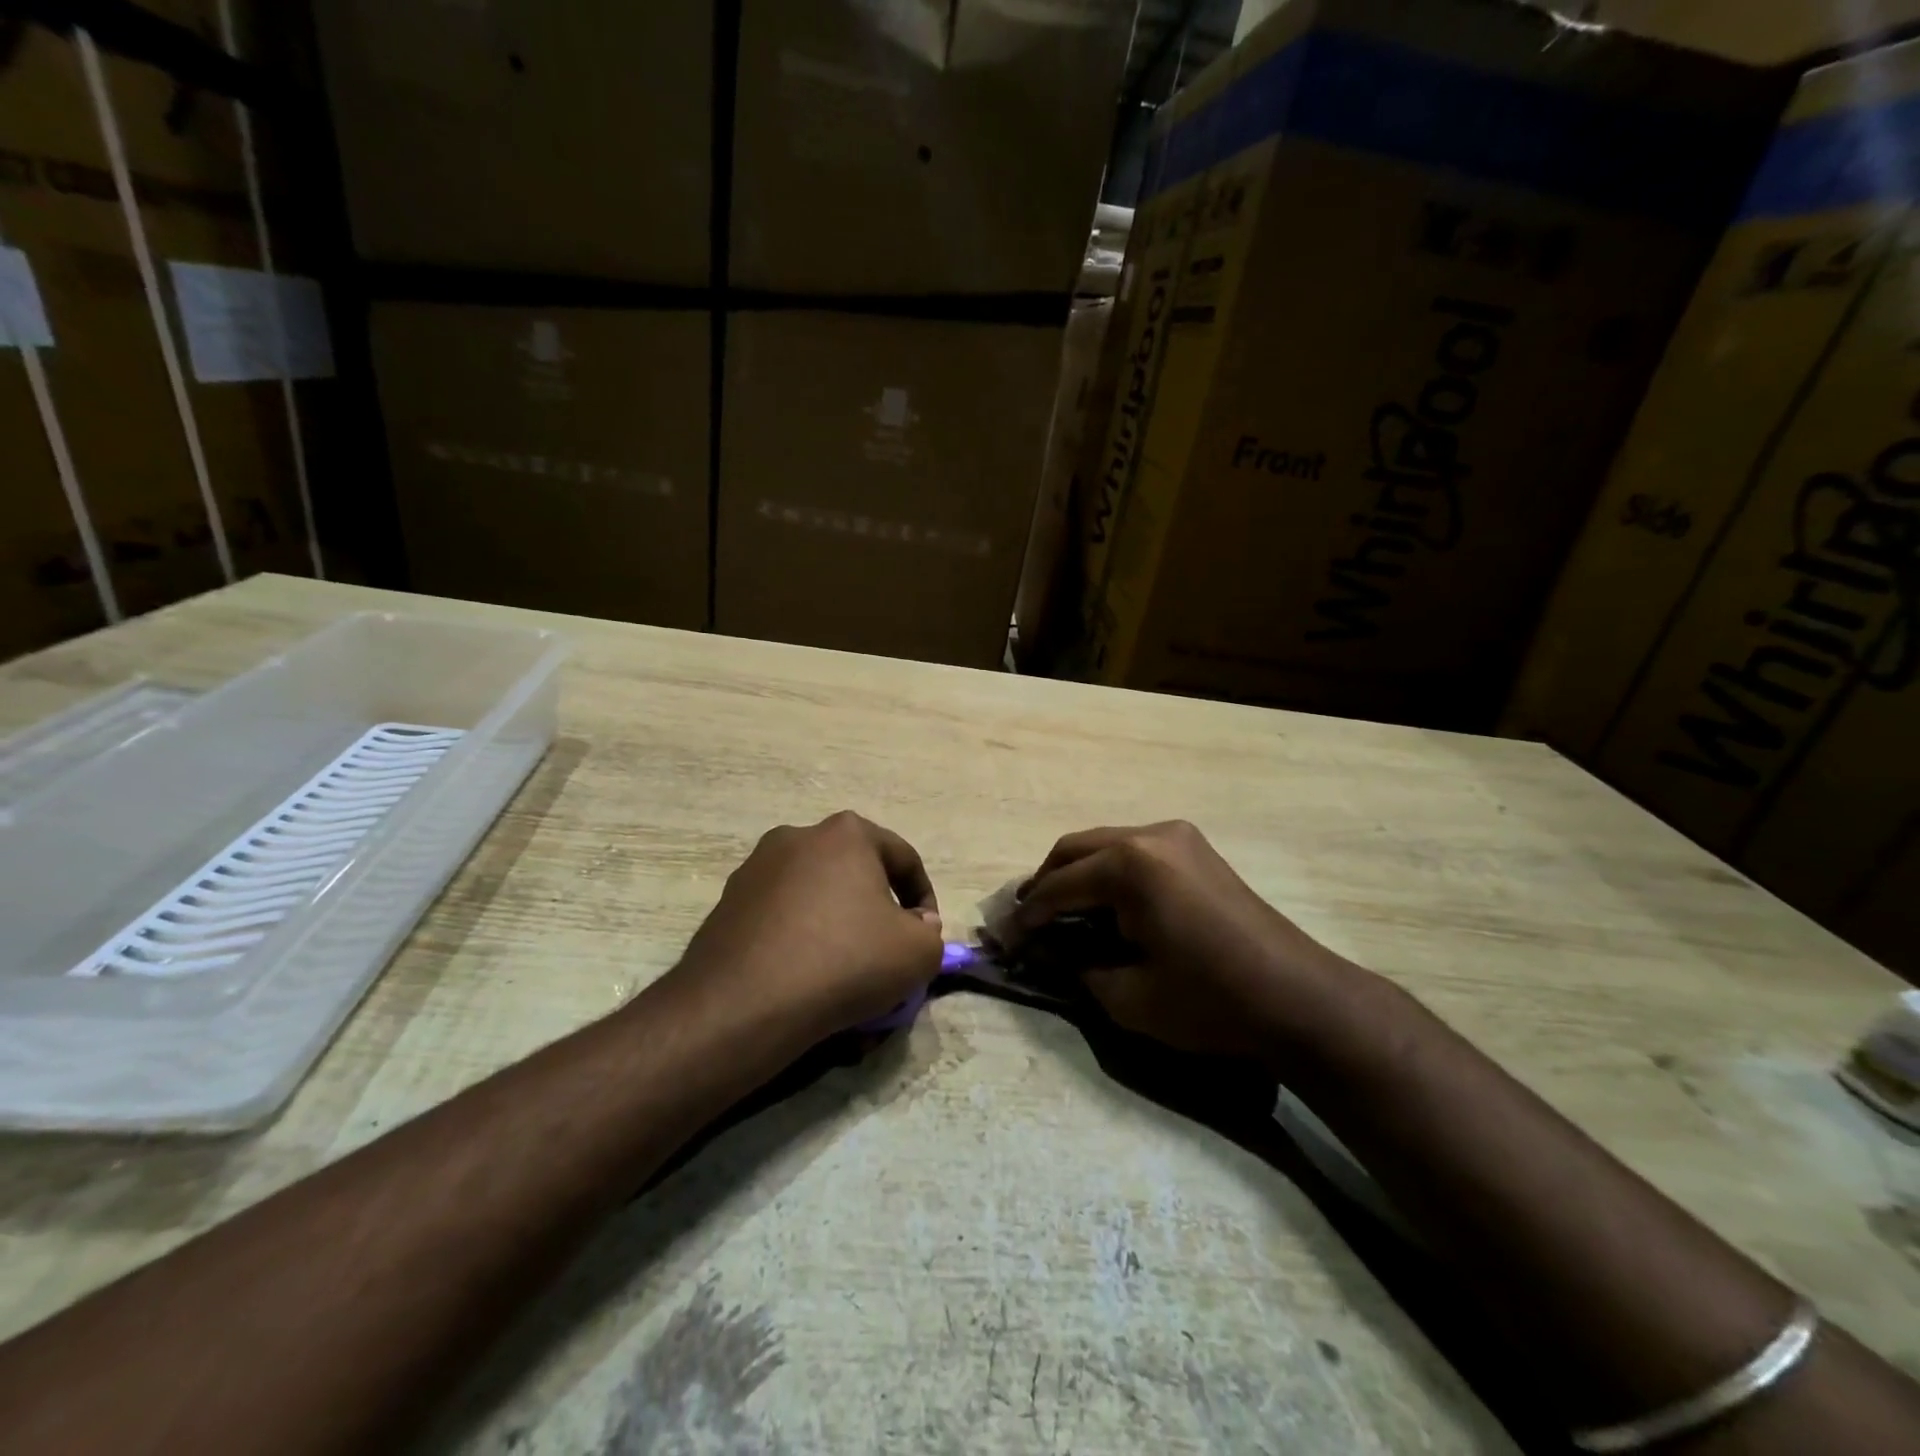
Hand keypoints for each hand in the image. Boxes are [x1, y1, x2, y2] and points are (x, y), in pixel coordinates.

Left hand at [673, 811, 944, 1043]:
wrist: (744, 1004)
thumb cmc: (844, 962)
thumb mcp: (917, 953)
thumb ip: (930, 932)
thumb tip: (915, 924)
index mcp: (846, 833)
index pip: (903, 858)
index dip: (925, 899)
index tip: (926, 936)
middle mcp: (798, 836)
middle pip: (855, 872)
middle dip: (876, 908)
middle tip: (886, 950)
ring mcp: (755, 868)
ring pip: (815, 894)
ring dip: (835, 922)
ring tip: (843, 969)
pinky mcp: (727, 903)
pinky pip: (780, 916)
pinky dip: (799, 937)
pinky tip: (804, 976)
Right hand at [1010, 821, 1354, 1058]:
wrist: (1299, 998)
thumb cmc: (1209, 1002)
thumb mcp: (1128, 996)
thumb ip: (1076, 966)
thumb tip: (1046, 950)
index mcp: (1129, 866)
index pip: (1057, 886)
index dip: (1027, 916)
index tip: (1006, 939)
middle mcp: (1149, 835)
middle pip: (1074, 849)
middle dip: (1044, 884)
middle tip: (1026, 921)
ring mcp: (1177, 836)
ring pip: (1103, 844)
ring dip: (1076, 874)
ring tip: (1059, 913)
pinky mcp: (1195, 847)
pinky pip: (1134, 850)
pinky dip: (1108, 872)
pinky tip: (1104, 904)